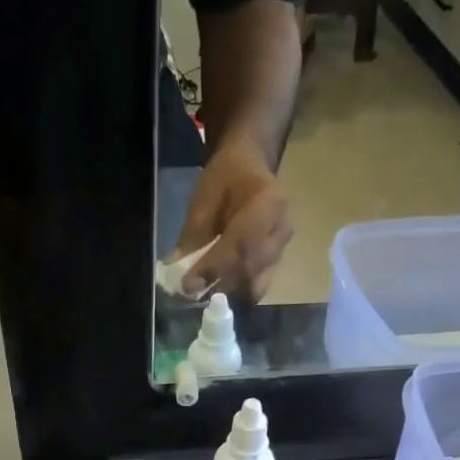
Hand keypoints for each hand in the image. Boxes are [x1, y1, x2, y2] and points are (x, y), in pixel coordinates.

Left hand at [171, 140, 292, 302]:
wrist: (252, 166)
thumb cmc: (227, 177)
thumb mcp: (205, 197)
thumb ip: (193, 234)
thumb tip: (176, 268)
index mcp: (268, 203)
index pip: (241, 244)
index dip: (214, 267)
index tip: (189, 285)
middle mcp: (282, 229)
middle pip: (251, 269)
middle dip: (220, 285)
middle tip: (192, 294)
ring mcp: (283, 249)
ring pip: (256, 283)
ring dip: (228, 293)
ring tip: (203, 294)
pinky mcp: (277, 263)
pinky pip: (257, 285)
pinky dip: (236, 292)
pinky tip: (216, 290)